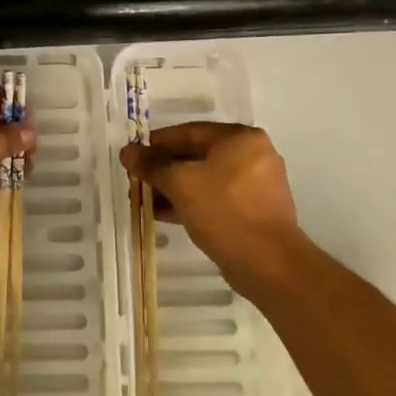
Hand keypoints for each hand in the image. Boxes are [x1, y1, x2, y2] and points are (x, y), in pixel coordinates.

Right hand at [121, 122, 306, 294]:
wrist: (268, 264)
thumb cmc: (224, 210)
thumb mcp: (181, 183)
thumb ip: (152, 165)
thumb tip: (128, 152)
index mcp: (241, 138)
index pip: (190, 131)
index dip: (157, 142)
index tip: (134, 154)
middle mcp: (253, 156)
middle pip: (198, 155)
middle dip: (164, 168)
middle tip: (137, 178)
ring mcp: (256, 185)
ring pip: (205, 179)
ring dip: (174, 188)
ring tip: (144, 200)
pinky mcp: (254, 211)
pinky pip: (216, 199)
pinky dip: (192, 202)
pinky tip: (165, 214)